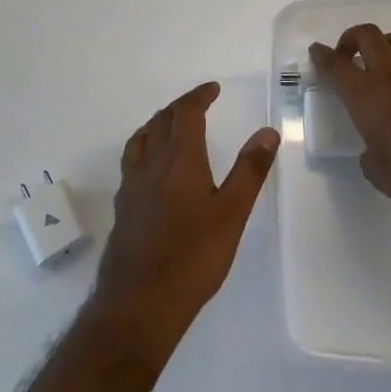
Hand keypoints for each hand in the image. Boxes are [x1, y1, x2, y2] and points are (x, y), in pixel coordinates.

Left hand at [87, 83, 278, 362]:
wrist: (139, 302)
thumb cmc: (193, 258)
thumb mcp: (231, 214)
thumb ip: (249, 171)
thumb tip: (267, 131)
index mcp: (179, 160)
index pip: (186, 114)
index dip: (199, 97)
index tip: (213, 89)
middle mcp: (151, 165)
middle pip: (162, 122)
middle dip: (180, 107)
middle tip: (198, 103)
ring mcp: (132, 186)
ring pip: (142, 139)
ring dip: (158, 123)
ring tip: (170, 123)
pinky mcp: (123, 207)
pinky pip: (132, 160)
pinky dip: (144, 147)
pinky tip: (150, 167)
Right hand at [309, 24, 390, 235]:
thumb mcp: (376, 170)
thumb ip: (369, 148)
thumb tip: (374, 142)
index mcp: (365, 96)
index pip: (336, 65)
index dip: (322, 55)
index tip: (316, 51)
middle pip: (367, 35)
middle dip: (352, 38)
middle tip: (348, 54)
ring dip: (385, 44)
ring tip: (384, 61)